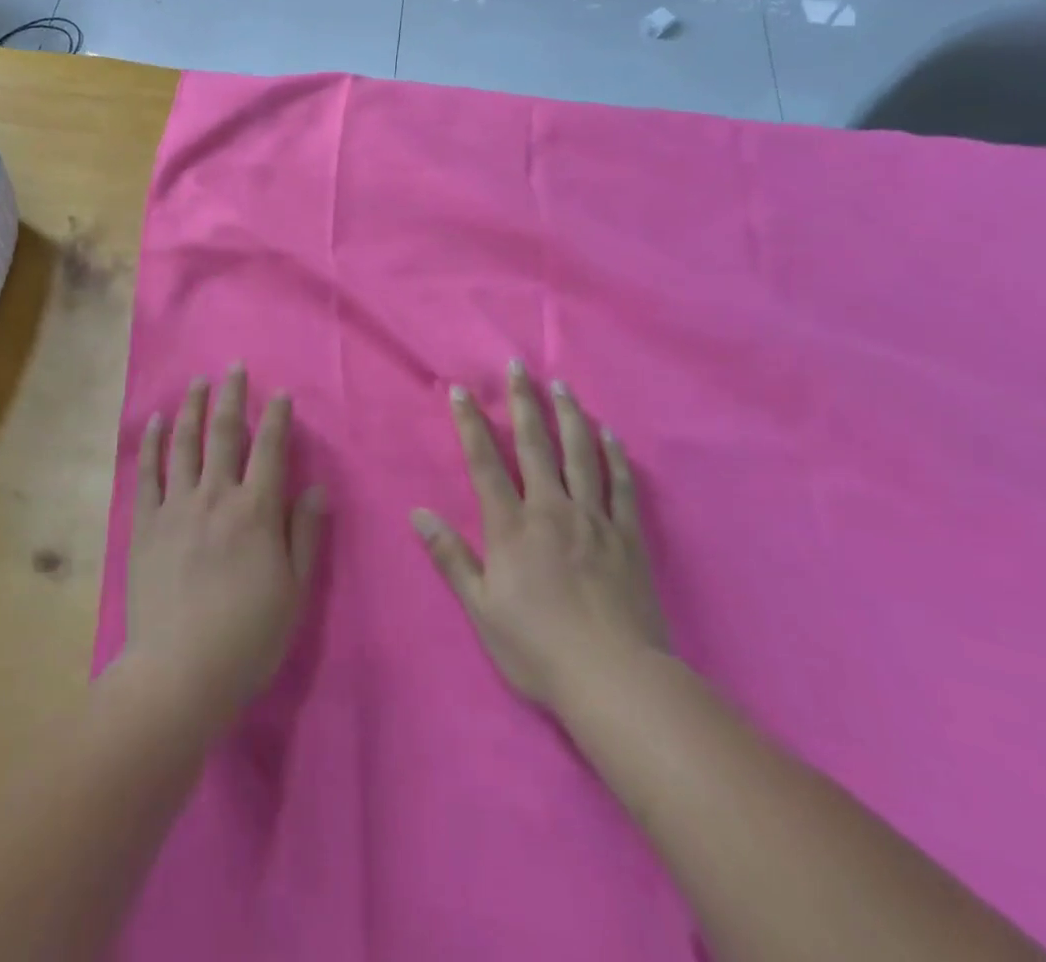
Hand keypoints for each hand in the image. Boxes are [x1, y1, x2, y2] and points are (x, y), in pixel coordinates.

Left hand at [125, 367, 327, 721]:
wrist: (179, 672)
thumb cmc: (247, 637)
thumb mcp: (294, 591)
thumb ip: (304, 534)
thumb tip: (315, 488)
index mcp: (256, 511)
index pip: (271, 449)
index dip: (278, 417)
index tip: (281, 393)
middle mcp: (215, 496)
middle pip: (225, 433)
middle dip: (232, 396)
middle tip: (234, 367)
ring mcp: (175, 507)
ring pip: (185, 444)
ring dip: (193, 408)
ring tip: (198, 382)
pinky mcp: (144, 524)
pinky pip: (148, 473)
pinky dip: (153, 444)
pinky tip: (158, 423)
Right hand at [411, 361, 667, 711]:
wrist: (615, 679)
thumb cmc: (538, 647)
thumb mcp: (482, 609)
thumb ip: (451, 557)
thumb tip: (417, 513)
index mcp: (512, 526)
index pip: (485, 463)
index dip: (470, 424)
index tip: (461, 390)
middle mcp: (551, 510)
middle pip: (535, 445)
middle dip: (523, 402)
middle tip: (518, 366)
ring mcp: (594, 519)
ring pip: (580, 455)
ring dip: (569, 416)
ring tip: (562, 386)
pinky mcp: (627, 537)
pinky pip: (620, 486)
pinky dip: (613, 456)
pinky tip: (609, 435)